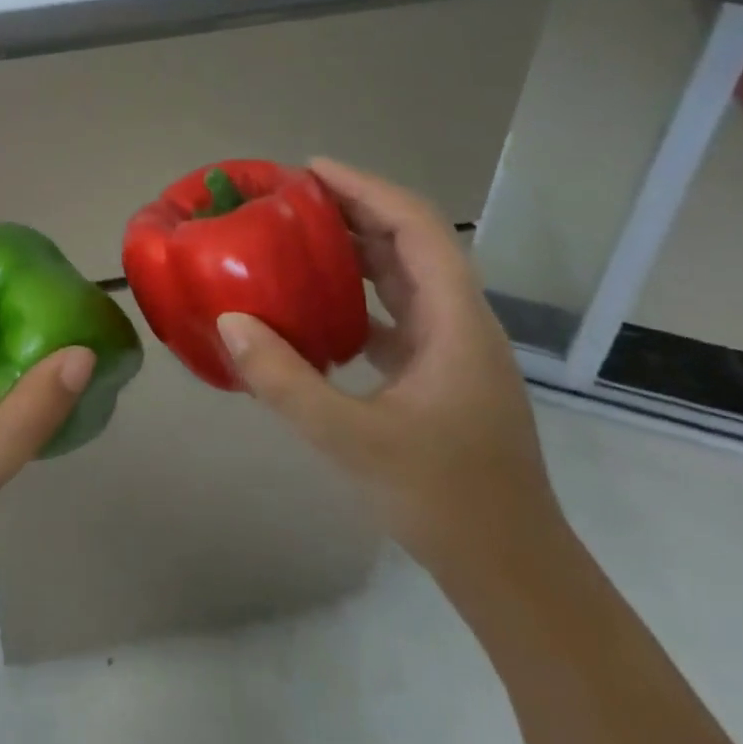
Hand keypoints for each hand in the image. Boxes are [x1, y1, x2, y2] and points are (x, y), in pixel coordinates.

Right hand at [215, 159, 564, 582]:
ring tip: (298, 234)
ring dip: (357, 247)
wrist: (512, 573)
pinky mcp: (439, 374)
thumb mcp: (352, 440)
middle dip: (356, 208)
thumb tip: (229, 321)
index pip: (417, 229)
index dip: (366, 189)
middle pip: (412, 242)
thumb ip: (286, 380)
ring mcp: (453, 350)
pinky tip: (315, 303)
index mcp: (455, 323)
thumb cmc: (443, 500)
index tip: (312, 170)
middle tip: (292, 196)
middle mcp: (461, 323)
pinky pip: (396, 311)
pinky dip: (357, 292)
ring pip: (405, 276)